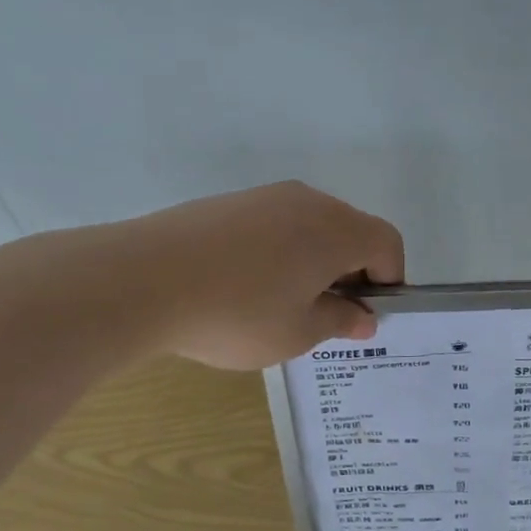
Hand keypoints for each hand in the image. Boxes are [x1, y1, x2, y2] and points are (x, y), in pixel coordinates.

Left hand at [129, 181, 404, 369]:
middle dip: (351, 272)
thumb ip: (340, 321)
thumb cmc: (237, 313)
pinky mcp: (228, 204)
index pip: (387, 243)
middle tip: (327, 316)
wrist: (141, 280)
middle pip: (350, 231)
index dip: (390, 280)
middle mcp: (307, 202)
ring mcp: (264, 198)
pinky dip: (280, 253)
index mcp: (336, 230)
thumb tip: (364, 317)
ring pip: (310, 227)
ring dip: (314, 263)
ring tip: (282, 306)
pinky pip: (274, 226)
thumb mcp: (298, 332)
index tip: (366, 315)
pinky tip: (246, 288)